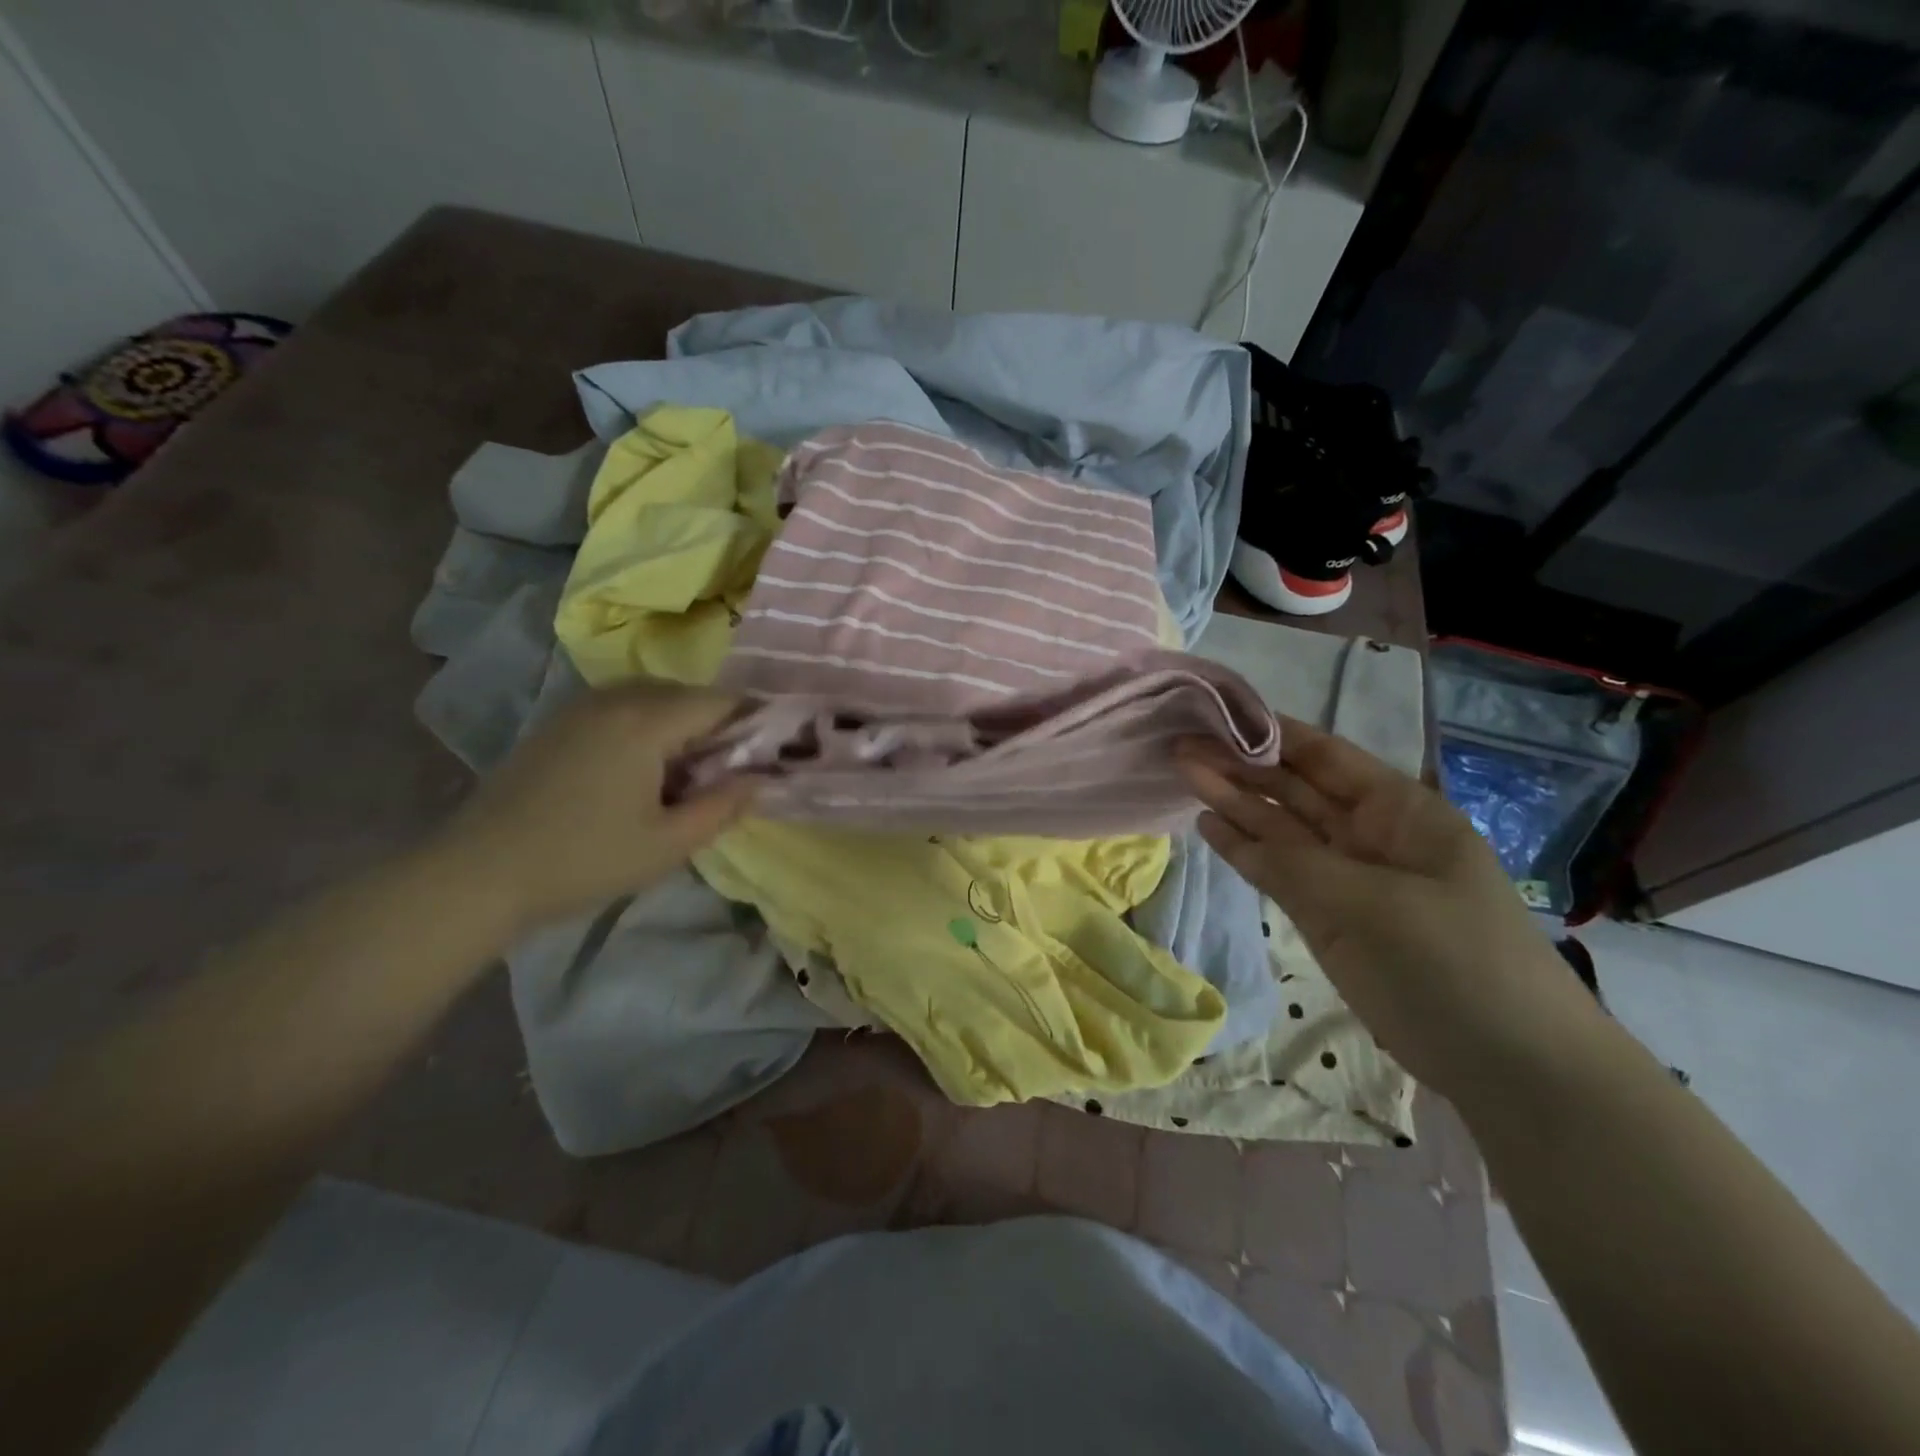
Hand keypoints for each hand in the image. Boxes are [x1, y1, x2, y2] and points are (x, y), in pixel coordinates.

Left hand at [432, 682, 753, 935]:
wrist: (478, 873)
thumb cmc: (584, 860)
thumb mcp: (668, 844)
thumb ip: (723, 807)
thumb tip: (761, 779)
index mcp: (647, 721)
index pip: (722, 701)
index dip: (754, 722)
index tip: (769, 754)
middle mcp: (616, 698)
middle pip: (689, 695)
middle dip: (718, 726)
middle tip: (725, 774)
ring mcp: (581, 707)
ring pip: (654, 698)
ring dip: (682, 726)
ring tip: (684, 776)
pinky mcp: (557, 722)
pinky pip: (621, 708)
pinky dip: (647, 727)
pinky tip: (639, 772)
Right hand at [1178, 719, 1598, 1096]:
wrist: (1512, 1066)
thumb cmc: (1455, 964)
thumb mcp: (1373, 905)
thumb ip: (1292, 861)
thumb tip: (1223, 824)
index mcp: (1398, 810)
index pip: (1324, 755)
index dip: (1270, 732)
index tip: (1215, 714)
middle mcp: (1368, 833)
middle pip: (1294, 788)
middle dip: (1240, 764)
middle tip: (1181, 744)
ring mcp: (1346, 876)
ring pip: (1280, 828)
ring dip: (1233, 802)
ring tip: (1182, 773)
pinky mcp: (1329, 916)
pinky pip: (1278, 872)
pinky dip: (1243, 851)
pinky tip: (1207, 826)